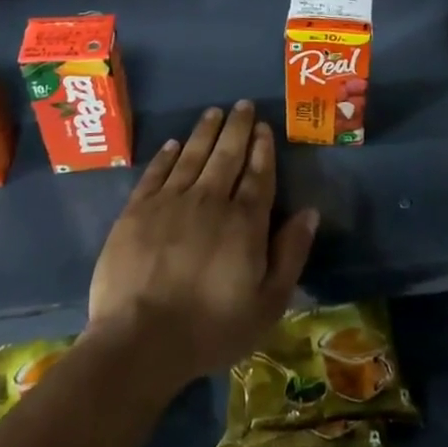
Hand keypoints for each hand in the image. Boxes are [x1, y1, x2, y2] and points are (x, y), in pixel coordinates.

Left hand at [86, 101, 318, 392]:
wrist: (139, 342)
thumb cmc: (211, 329)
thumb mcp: (267, 304)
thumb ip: (290, 254)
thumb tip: (310, 212)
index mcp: (245, 222)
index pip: (258, 174)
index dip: (263, 148)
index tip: (264, 127)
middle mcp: (210, 200)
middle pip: (227, 155)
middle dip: (238, 127)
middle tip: (243, 105)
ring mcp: (170, 202)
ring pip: (193, 155)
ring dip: (205, 131)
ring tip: (214, 112)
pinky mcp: (136, 211)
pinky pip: (156, 173)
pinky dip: (167, 155)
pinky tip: (174, 144)